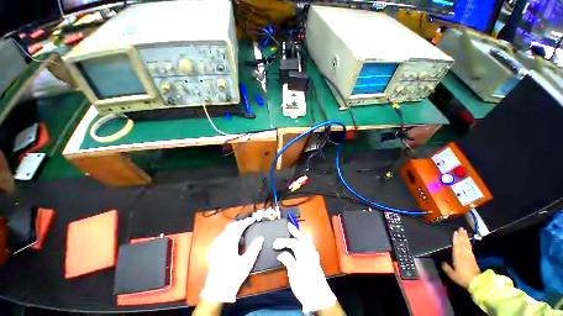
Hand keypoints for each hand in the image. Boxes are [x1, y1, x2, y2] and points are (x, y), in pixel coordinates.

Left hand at [200, 217, 263, 302]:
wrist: (218, 290)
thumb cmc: (233, 276)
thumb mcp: (247, 263)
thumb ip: (255, 248)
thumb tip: (261, 238)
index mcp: (230, 244)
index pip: (239, 227)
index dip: (246, 221)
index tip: (253, 220)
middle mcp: (221, 242)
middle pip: (231, 226)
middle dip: (241, 222)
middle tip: (249, 222)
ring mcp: (216, 245)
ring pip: (226, 230)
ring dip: (235, 226)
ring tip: (243, 228)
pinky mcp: (214, 249)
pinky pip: (223, 235)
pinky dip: (230, 232)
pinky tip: (234, 237)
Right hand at [273, 222, 336, 312]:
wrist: (320, 299)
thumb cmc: (306, 287)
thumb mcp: (294, 276)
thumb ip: (288, 261)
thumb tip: (281, 254)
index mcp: (304, 255)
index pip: (293, 243)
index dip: (283, 242)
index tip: (275, 244)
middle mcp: (310, 253)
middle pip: (303, 238)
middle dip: (295, 231)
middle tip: (289, 225)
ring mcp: (314, 256)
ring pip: (308, 241)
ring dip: (301, 235)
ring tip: (295, 231)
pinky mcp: (316, 261)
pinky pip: (311, 247)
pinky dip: (306, 242)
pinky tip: (304, 243)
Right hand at [442, 228, 480, 288]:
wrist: (476, 282)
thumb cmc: (462, 277)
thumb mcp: (451, 274)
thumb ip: (446, 267)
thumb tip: (441, 261)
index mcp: (457, 256)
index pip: (456, 245)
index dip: (455, 238)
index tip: (455, 231)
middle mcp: (463, 254)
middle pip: (462, 243)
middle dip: (462, 235)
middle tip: (461, 228)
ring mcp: (469, 255)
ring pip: (466, 244)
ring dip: (465, 237)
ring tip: (464, 232)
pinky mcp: (473, 258)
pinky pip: (469, 247)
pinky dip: (468, 242)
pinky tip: (468, 241)